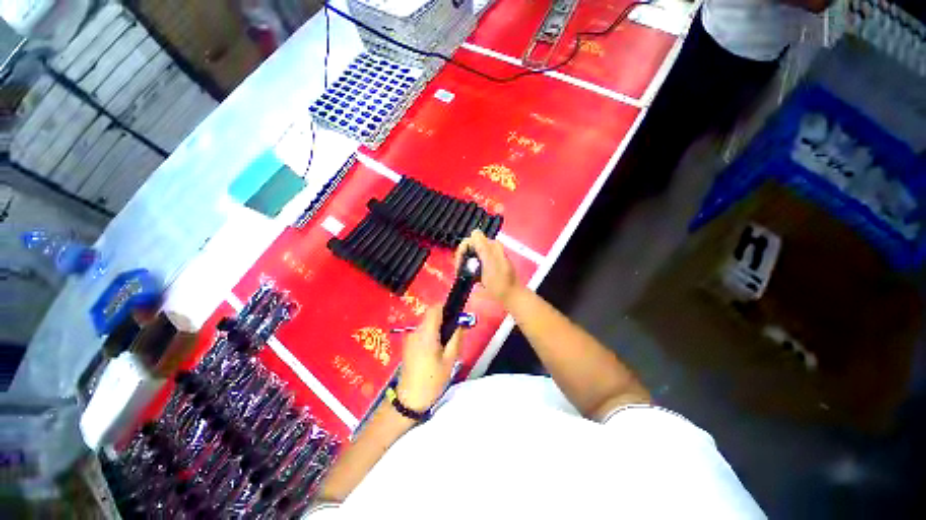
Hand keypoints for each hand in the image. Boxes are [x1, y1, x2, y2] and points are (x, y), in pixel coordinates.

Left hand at [396, 305, 460, 410]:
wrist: (409, 400)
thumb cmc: (432, 380)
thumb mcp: (450, 359)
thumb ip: (456, 337)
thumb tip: (462, 322)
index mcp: (426, 333)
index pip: (435, 308)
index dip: (446, 308)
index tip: (456, 316)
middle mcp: (416, 331)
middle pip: (431, 315)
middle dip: (444, 319)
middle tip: (455, 333)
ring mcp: (410, 337)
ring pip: (427, 324)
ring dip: (437, 328)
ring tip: (446, 345)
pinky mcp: (408, 344)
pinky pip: (422, 332)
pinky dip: (431, 334)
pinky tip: (436, 350)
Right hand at [456, 229, 519, 305]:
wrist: (511, 296)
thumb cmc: (500, 283)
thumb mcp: (490, 265)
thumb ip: (483, 248)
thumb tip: (475, 232)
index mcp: (492, 245)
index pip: (470, 239)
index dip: (463, 249)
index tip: (460, 263)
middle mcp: (491, 247)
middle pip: (470, 245)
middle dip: (463, 256)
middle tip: (460, 270)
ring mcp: (490, 255)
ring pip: (471, 253)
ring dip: (465, 262)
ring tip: (463, 274)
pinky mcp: (488, 263)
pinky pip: (475, 260)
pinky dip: (470, 266)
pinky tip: (470, 275)